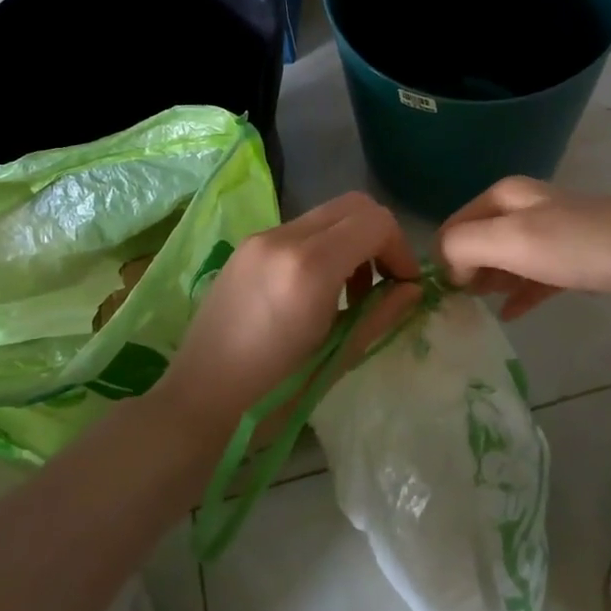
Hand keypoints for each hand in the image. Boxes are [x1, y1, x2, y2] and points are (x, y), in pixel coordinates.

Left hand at [162, 192, 420, 429]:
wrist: (196, 404)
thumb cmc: (272, 395)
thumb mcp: (337, 359)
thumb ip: (380, 315)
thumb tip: (413, 289)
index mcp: (309, 266)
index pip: (375, 223)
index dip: (400, 250)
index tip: (404, 287)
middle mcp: (283, 238)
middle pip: (353, 206)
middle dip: (379, 238)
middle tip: (383, 283)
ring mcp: (260, 238)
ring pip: (326, 215)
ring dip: (351, 241)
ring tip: (350, 293)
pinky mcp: (245, 247)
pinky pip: (299, 230)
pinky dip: (323, 246)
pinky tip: (316, 291)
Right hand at [437, 177, 610, 319]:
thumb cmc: (579, 244)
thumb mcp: (512, 238)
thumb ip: (465, 245)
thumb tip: (448, 268)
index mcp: (505, 198)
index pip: (455, 225)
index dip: (444, 258)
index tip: (447, 297)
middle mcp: (525, 210)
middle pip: (479, 241)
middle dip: (464, 271)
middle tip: (458, 310)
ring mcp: (552, 236)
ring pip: (507, 260)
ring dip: (490, 283)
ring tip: (476, 312)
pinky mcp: (575, 262)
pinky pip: (535, 278)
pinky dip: (519, 294)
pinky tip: (510, 316)